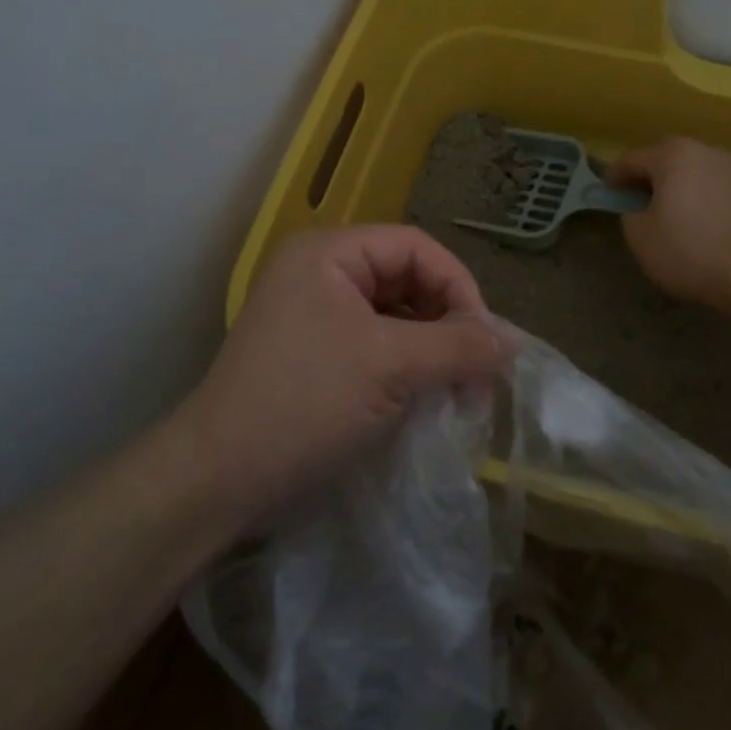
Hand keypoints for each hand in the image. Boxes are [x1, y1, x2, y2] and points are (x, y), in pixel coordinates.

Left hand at [176, 226, 511, 526]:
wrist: (217, 481)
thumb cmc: (305, 404)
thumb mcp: (391, 367)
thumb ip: (458, 345)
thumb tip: (513, 341)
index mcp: (329, 254)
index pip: (416, 248)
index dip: (458, 287)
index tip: (486, 340)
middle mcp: (319, 273)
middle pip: (406, 280)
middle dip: (447, 323)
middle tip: (476, 373)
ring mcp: (313, 316)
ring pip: (394, 317)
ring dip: (430, 349)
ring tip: (455, 392)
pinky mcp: (313, 355)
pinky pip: (375, 346)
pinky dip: (405, 368)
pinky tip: (423, 401)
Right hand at [609, 137, 730, 314]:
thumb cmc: (689, 250)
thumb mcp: (639, 236)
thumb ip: (629, 213)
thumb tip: (638, 208)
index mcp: (672, 154)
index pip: (631, 159)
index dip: (614, 177)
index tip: (605, 195)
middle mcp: (703, 150)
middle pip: (663, 159)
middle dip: (646, 178)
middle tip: (633, 202)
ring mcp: (730, 167)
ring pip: (690, 171)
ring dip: (674, 186)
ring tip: (665, 212)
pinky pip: (710, 186)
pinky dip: (697, 197)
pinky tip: (694, 221)